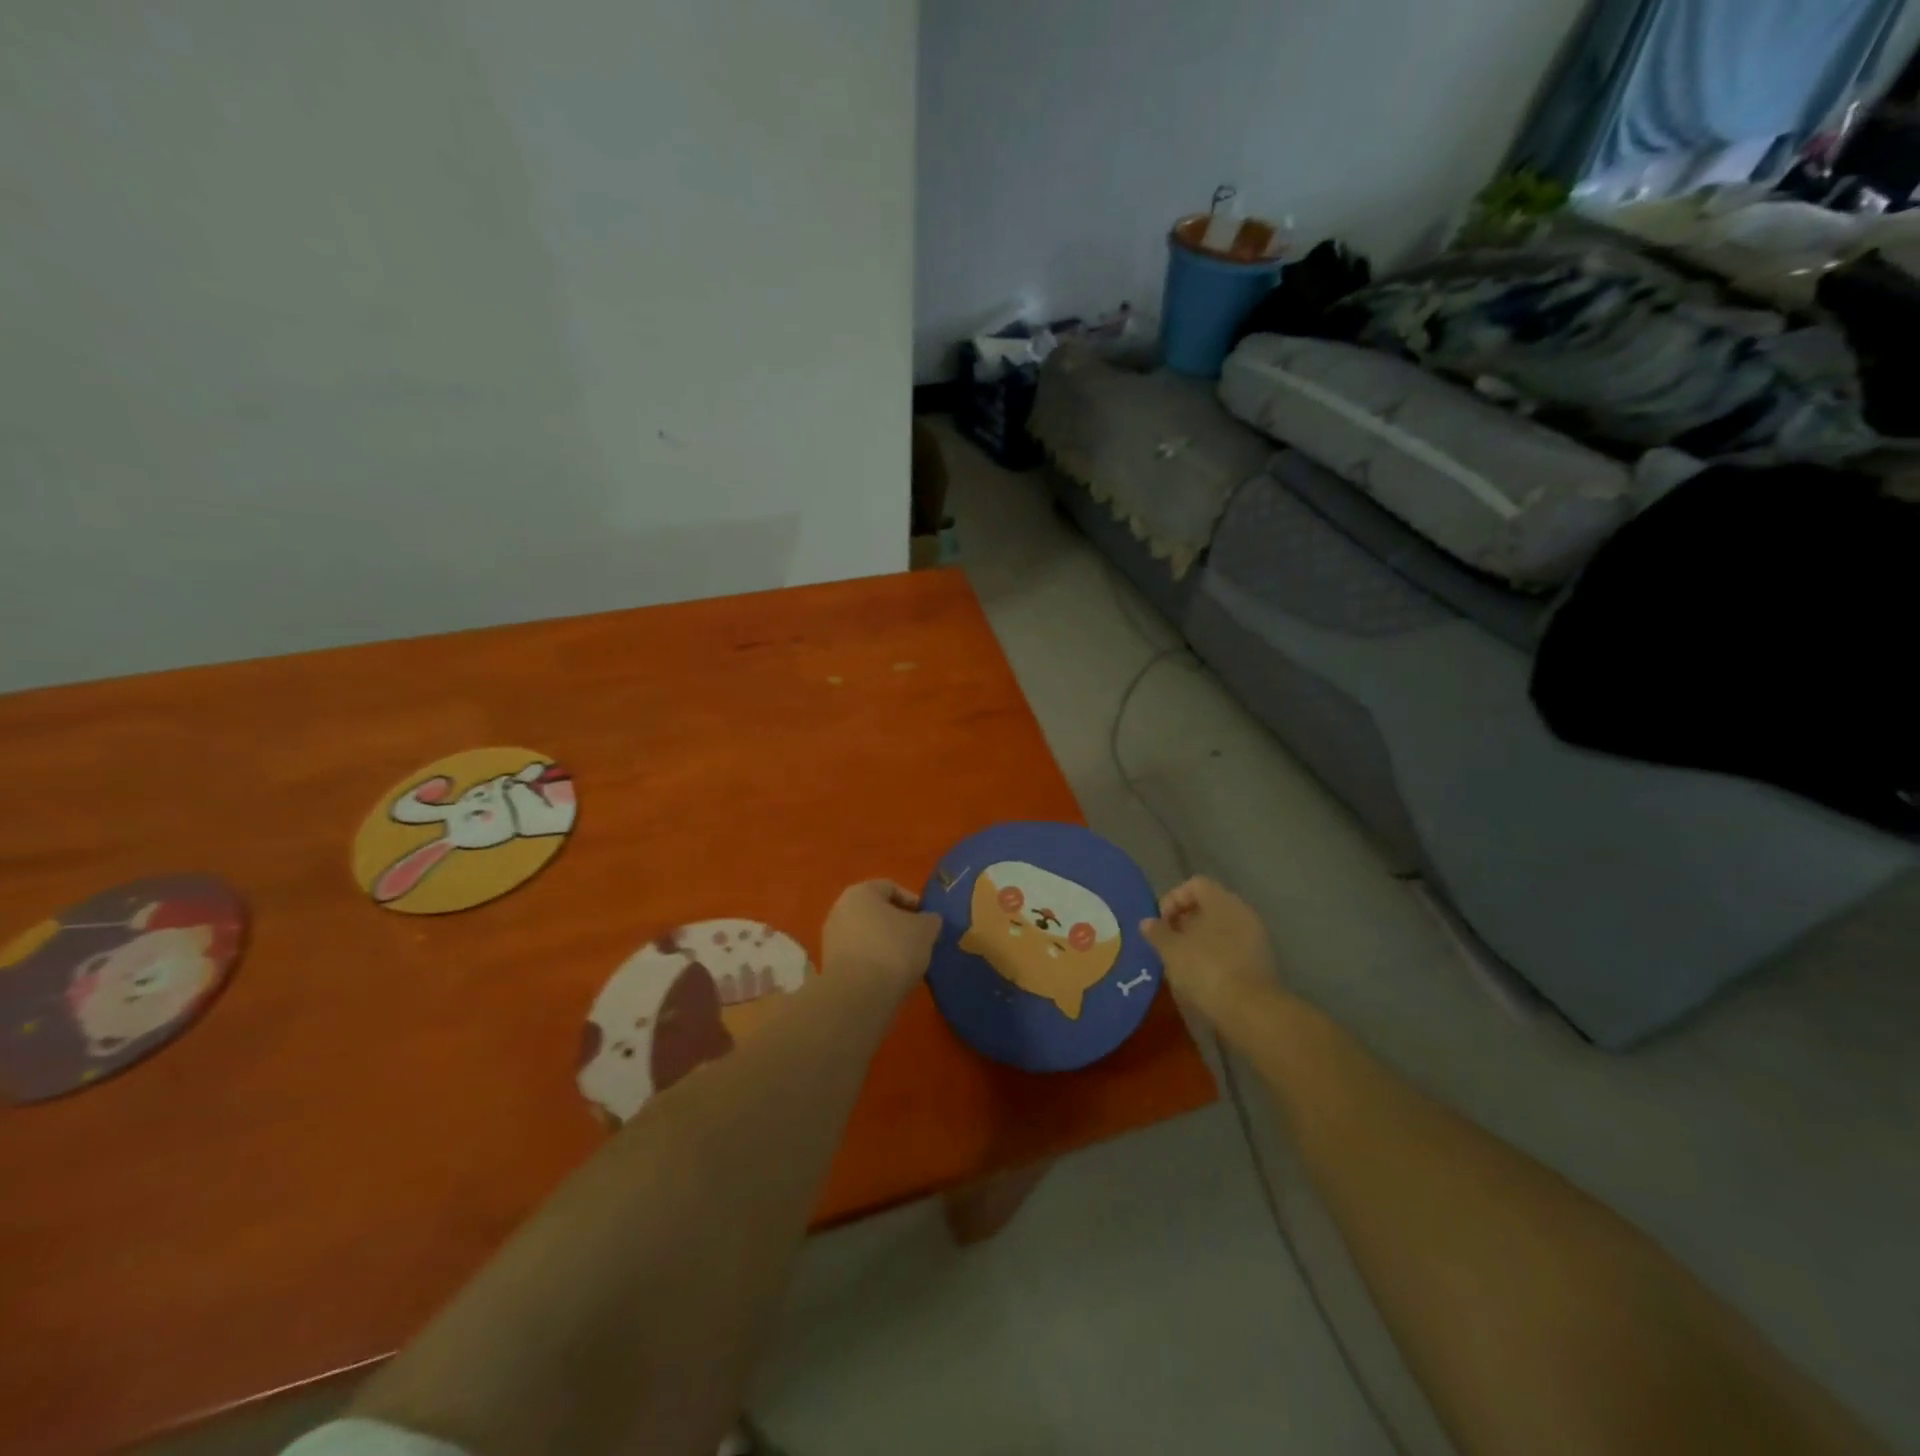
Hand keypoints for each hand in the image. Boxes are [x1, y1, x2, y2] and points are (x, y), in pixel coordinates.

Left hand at [821, 880, 940, 992]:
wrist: (858, 996)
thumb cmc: (893, 949)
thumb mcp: (925, 930)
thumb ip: (930, 920)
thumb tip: (929, 921)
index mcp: (860, 892)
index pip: (891, 887)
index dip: (913, 902)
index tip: (928, 920)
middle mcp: (840, 909)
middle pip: (876, 912)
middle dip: (898, 924)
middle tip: (919, 940)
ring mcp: (831, 938)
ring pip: (867, 935)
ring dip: (886, 944)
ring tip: (907, 962)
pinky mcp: (830, 966)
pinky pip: (859, 956)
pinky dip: (874, 962)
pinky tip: (890, 977)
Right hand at [1140, 877, 1282, 1032]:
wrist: (1251, 1011)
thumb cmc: (1206, 970)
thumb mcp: (1171, 950)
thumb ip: (1157, 932)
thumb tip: (1147, 922)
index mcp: (1222, 900)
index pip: (1194, 884)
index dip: (1172, 899)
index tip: (1160, 923)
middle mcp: (1242, 911)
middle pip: (1208, 905)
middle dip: (1184, 921)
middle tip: (1167, 942)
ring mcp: (1255, 936)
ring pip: (1220, 928)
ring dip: (1199, 940)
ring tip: (1181, 961)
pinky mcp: (1261, 961)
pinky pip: (1232, 947)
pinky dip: (1215, 955)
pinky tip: (1201, 976)